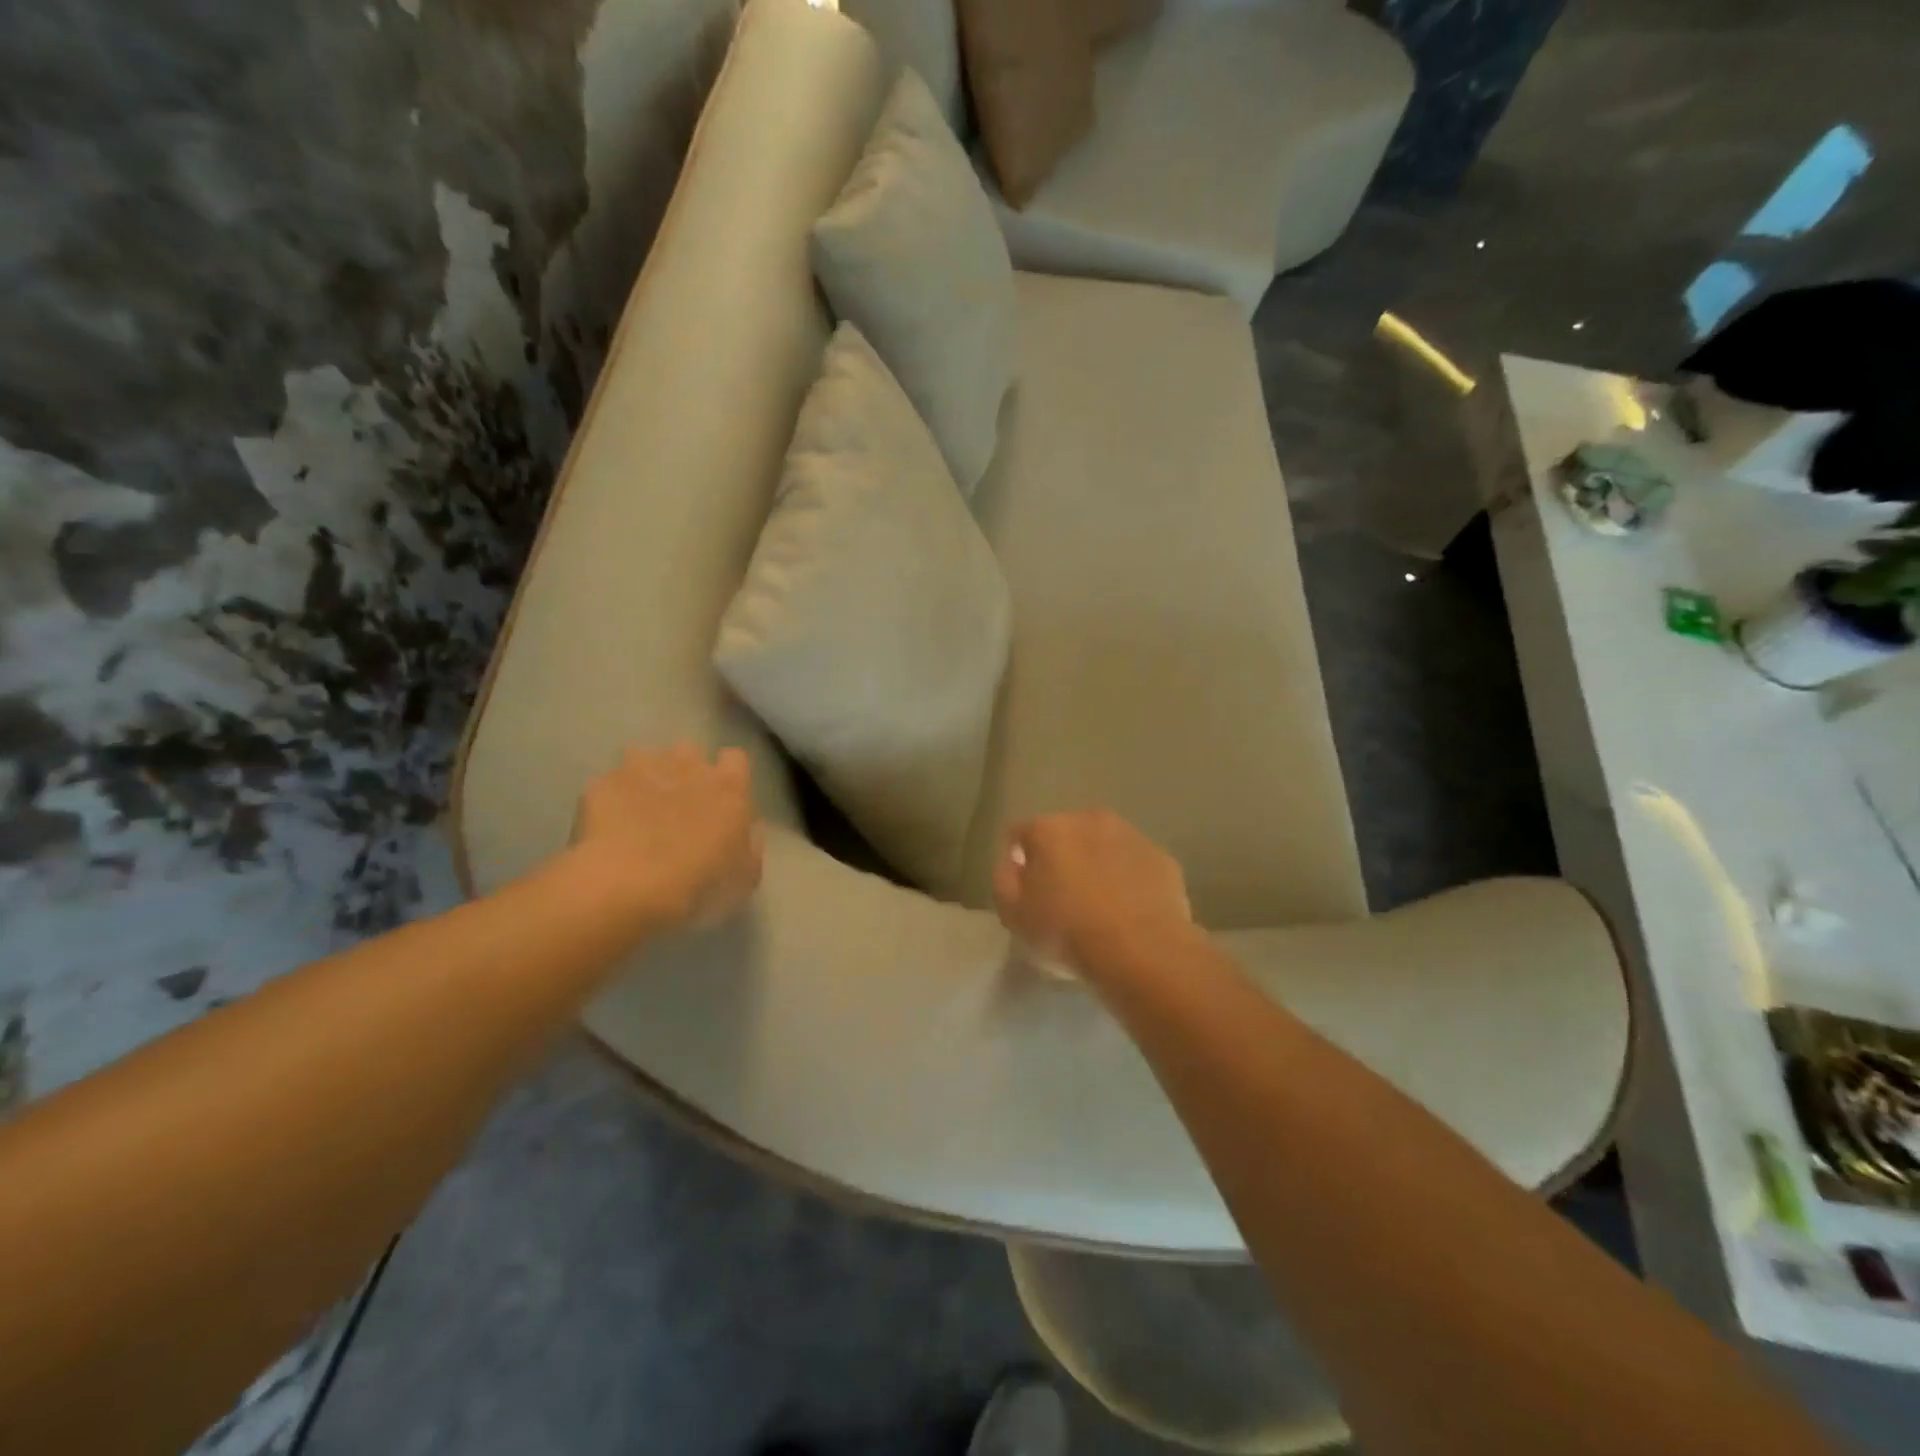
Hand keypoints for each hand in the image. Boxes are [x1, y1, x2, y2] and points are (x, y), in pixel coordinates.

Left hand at [572, 743, 763, 930]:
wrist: (625, 887)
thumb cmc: (697, 884)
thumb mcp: (744, 876)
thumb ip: (750, 844)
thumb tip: (748, 829)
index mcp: (728, 786)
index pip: (735, 759)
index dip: (729, 776)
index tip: (723, 799)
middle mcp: (688, 765)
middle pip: (690, 751)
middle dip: (686, 770)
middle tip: (679, 806)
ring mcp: (641, 769)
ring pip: (645, 758)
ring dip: (647, 777)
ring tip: (639, 811)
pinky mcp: (602, 782)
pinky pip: (609, 782)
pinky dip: (610, 797)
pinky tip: (608, 825)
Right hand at [994, 811, 1192, 971]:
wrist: (1142, 950)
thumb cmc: (1067, 931)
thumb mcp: (1014, 914)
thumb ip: (1004, 879)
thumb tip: (1013, 862)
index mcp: (1049, 828)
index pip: (1021, 834)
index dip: (1019, 862)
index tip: (1024, 892)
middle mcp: (1090, 819)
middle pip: (1066, 835)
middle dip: (1062, 859)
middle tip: (1063, 899)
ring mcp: (1131, 836)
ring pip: (1104, 846)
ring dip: (1098, 866)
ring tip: (1100, 907)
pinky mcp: (1163, 858)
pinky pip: (1136, 865)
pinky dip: (1130, 880)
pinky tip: (1130, 912)